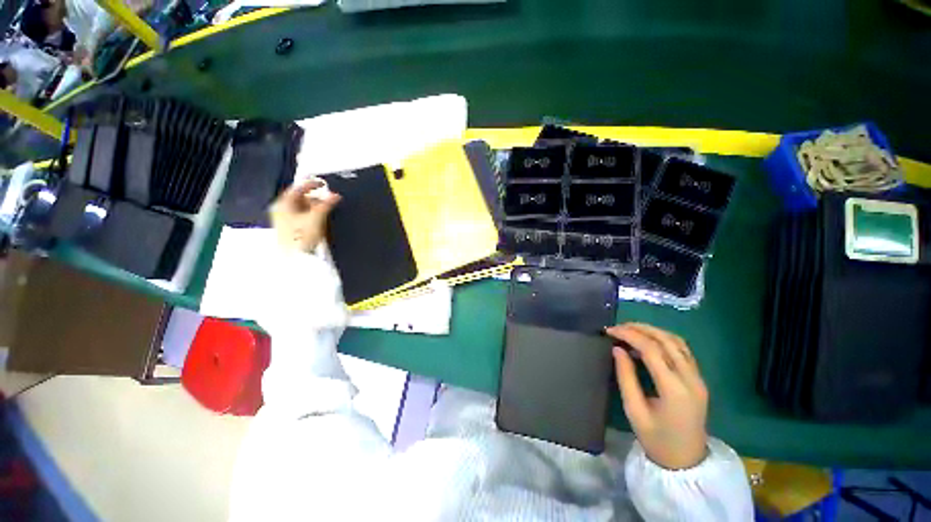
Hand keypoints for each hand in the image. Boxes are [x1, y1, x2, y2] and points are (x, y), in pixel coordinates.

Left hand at [270, 179, 340, 252]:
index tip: (323, 184)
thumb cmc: (301, 237)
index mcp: (283, 204)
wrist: (296, 258)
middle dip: (315, 199)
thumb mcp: (317, 217)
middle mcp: (281, 211)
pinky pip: (302, 217)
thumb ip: (326, 204)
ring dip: (315, 208)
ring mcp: (284, 221)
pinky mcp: (290, 230)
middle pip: (300, 199)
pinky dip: (312, 216)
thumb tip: (335, 196)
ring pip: (302, 209)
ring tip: (326, 211)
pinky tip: (320, 221)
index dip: (311, 184)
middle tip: (328, 201)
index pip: (298, 188)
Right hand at [606, 323, 708, 469]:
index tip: (609, 330)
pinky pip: (682, 350)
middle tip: (618, 327)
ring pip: (677, 341)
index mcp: (674, 389)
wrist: (686, 461)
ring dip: (652, 331)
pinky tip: (649, 340)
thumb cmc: (656, 439)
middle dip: (640, 328)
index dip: (629, 335)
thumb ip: (625, 377)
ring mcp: (698, 378)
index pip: (651, 349)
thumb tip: (617, 349)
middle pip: (666, 340)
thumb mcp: (634, 410)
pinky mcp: (698, 379)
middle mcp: (690, 378)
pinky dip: (664, 339)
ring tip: (630, 329)